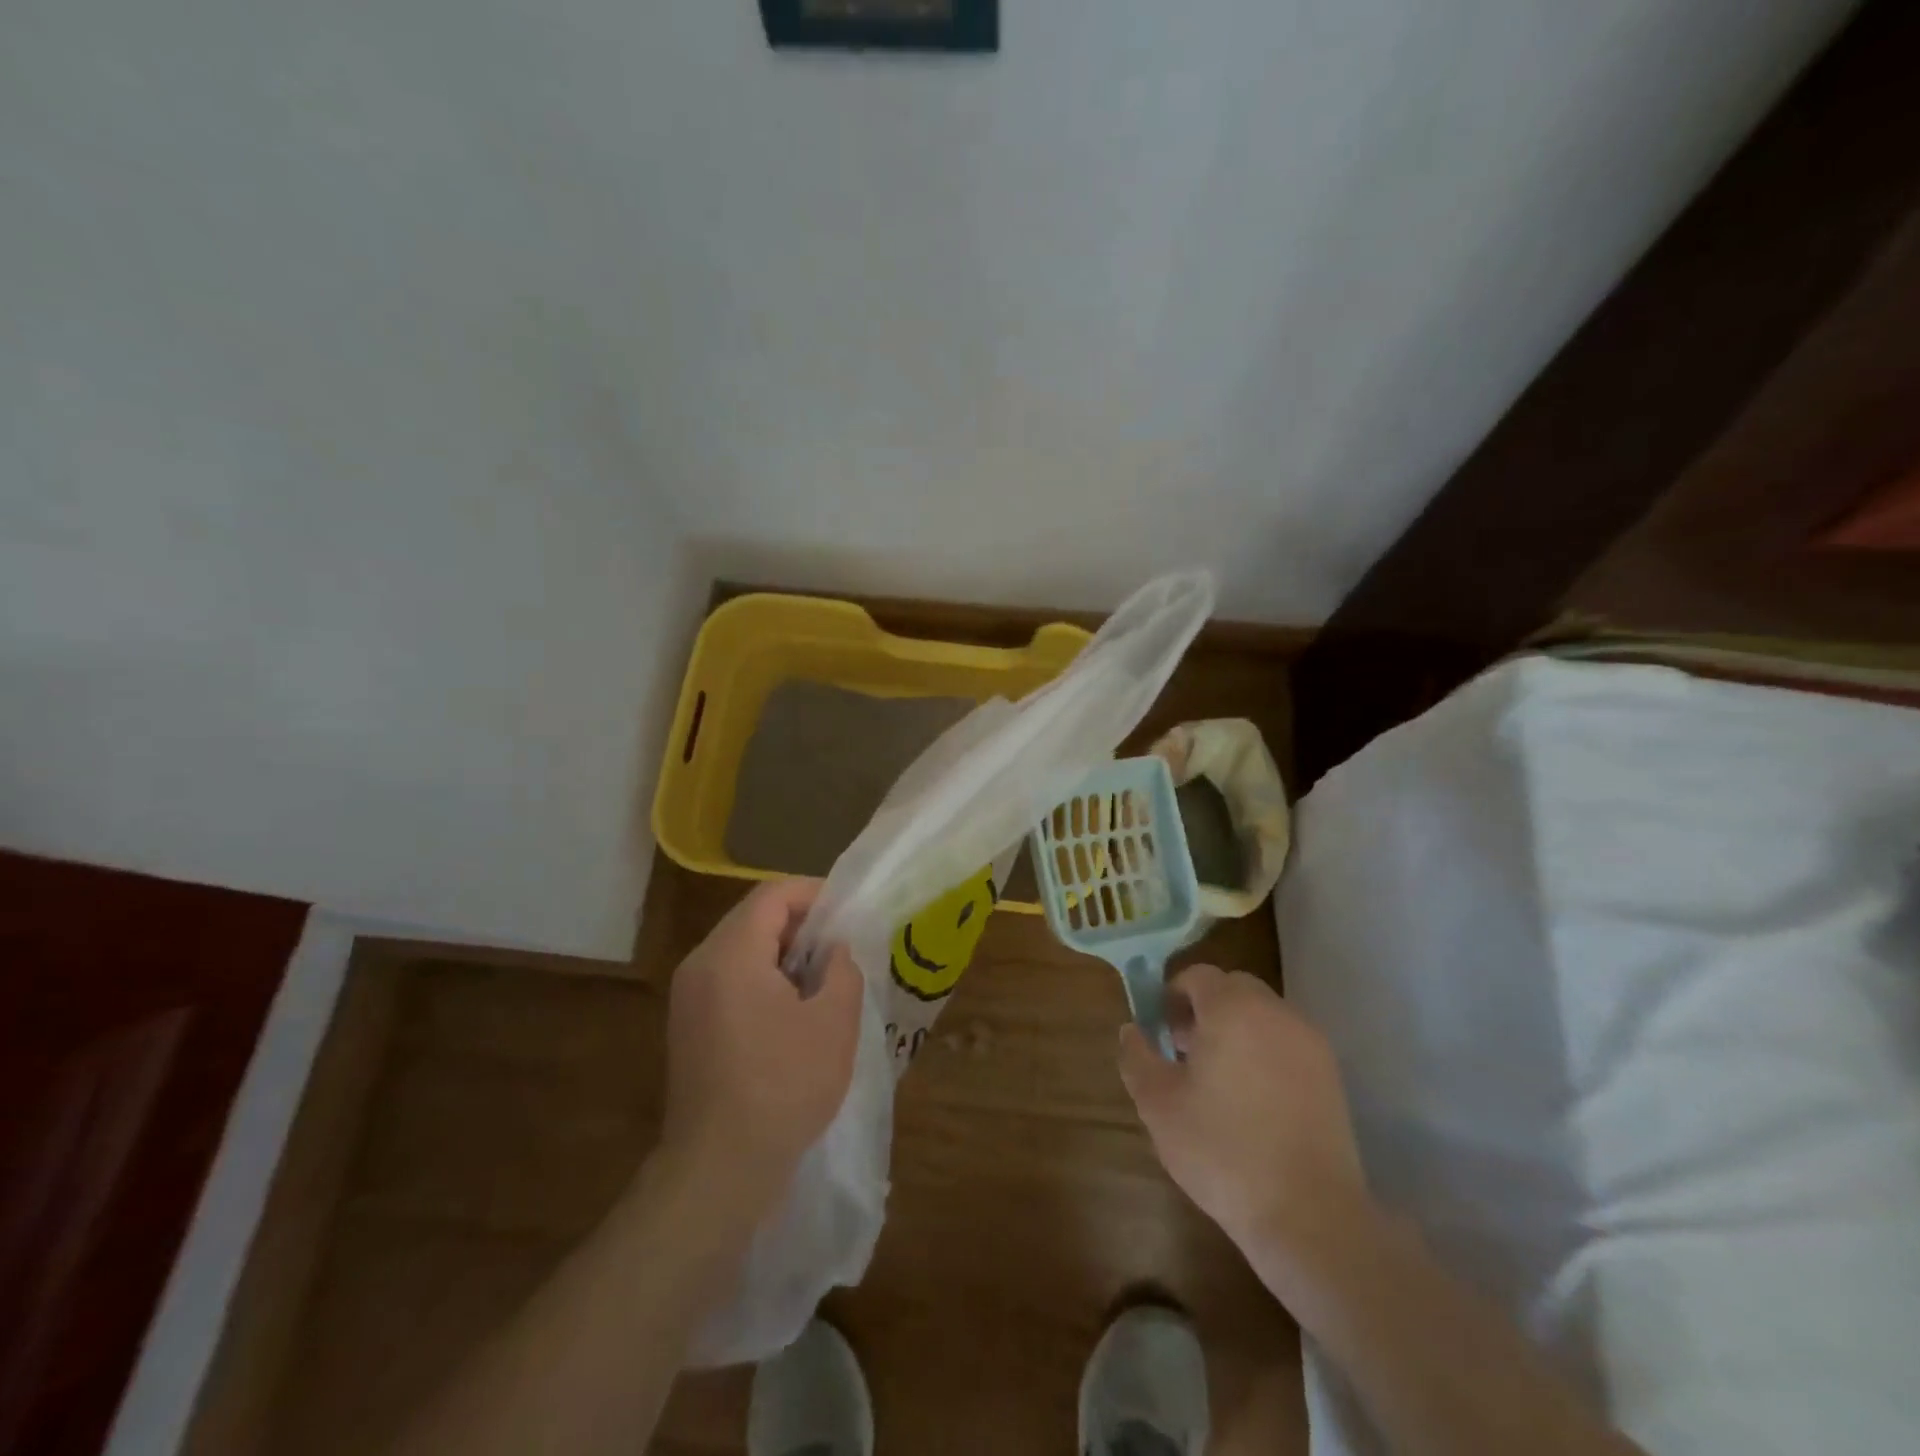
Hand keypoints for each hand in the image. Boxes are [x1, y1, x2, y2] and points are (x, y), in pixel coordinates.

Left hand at [658, 878, 862, 1212]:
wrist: (719, 1169)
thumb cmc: (783, 1087)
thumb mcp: (834, 1022)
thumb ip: (841, 968)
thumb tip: (833, 950)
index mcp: (731, 954)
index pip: (773, 895)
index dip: (814, 893)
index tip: (848, 913)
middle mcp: (700, 964)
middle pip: (753, 917)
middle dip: (800, 924)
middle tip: (839, 948)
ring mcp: (687, 996)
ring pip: (740, 948)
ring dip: (782, 953)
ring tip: (821, 980)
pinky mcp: (687, 1025)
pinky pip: (729, 978)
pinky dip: (762, 977)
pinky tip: (791, 1012)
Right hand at [1119, 965, 1366, 1260]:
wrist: (1309, 1215)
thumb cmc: (1223, 1151)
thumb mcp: (1158, 1104)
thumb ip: (1136, 1056)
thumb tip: (1131, 1031)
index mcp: (1232, 1009)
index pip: (1198, 975)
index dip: (1172, 995)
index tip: (1161, 1032)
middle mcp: (1276, 1012)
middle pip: (1234, 989)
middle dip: (1205, 1009)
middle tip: (1186, 1052)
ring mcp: (1310, 1043)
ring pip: (1263, 1016)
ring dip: (1237, 1030)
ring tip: (1220, 1081)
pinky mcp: (1332, 1076)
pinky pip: (1287, 1044)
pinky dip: (1266, 1053)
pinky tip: (1255, 1102)